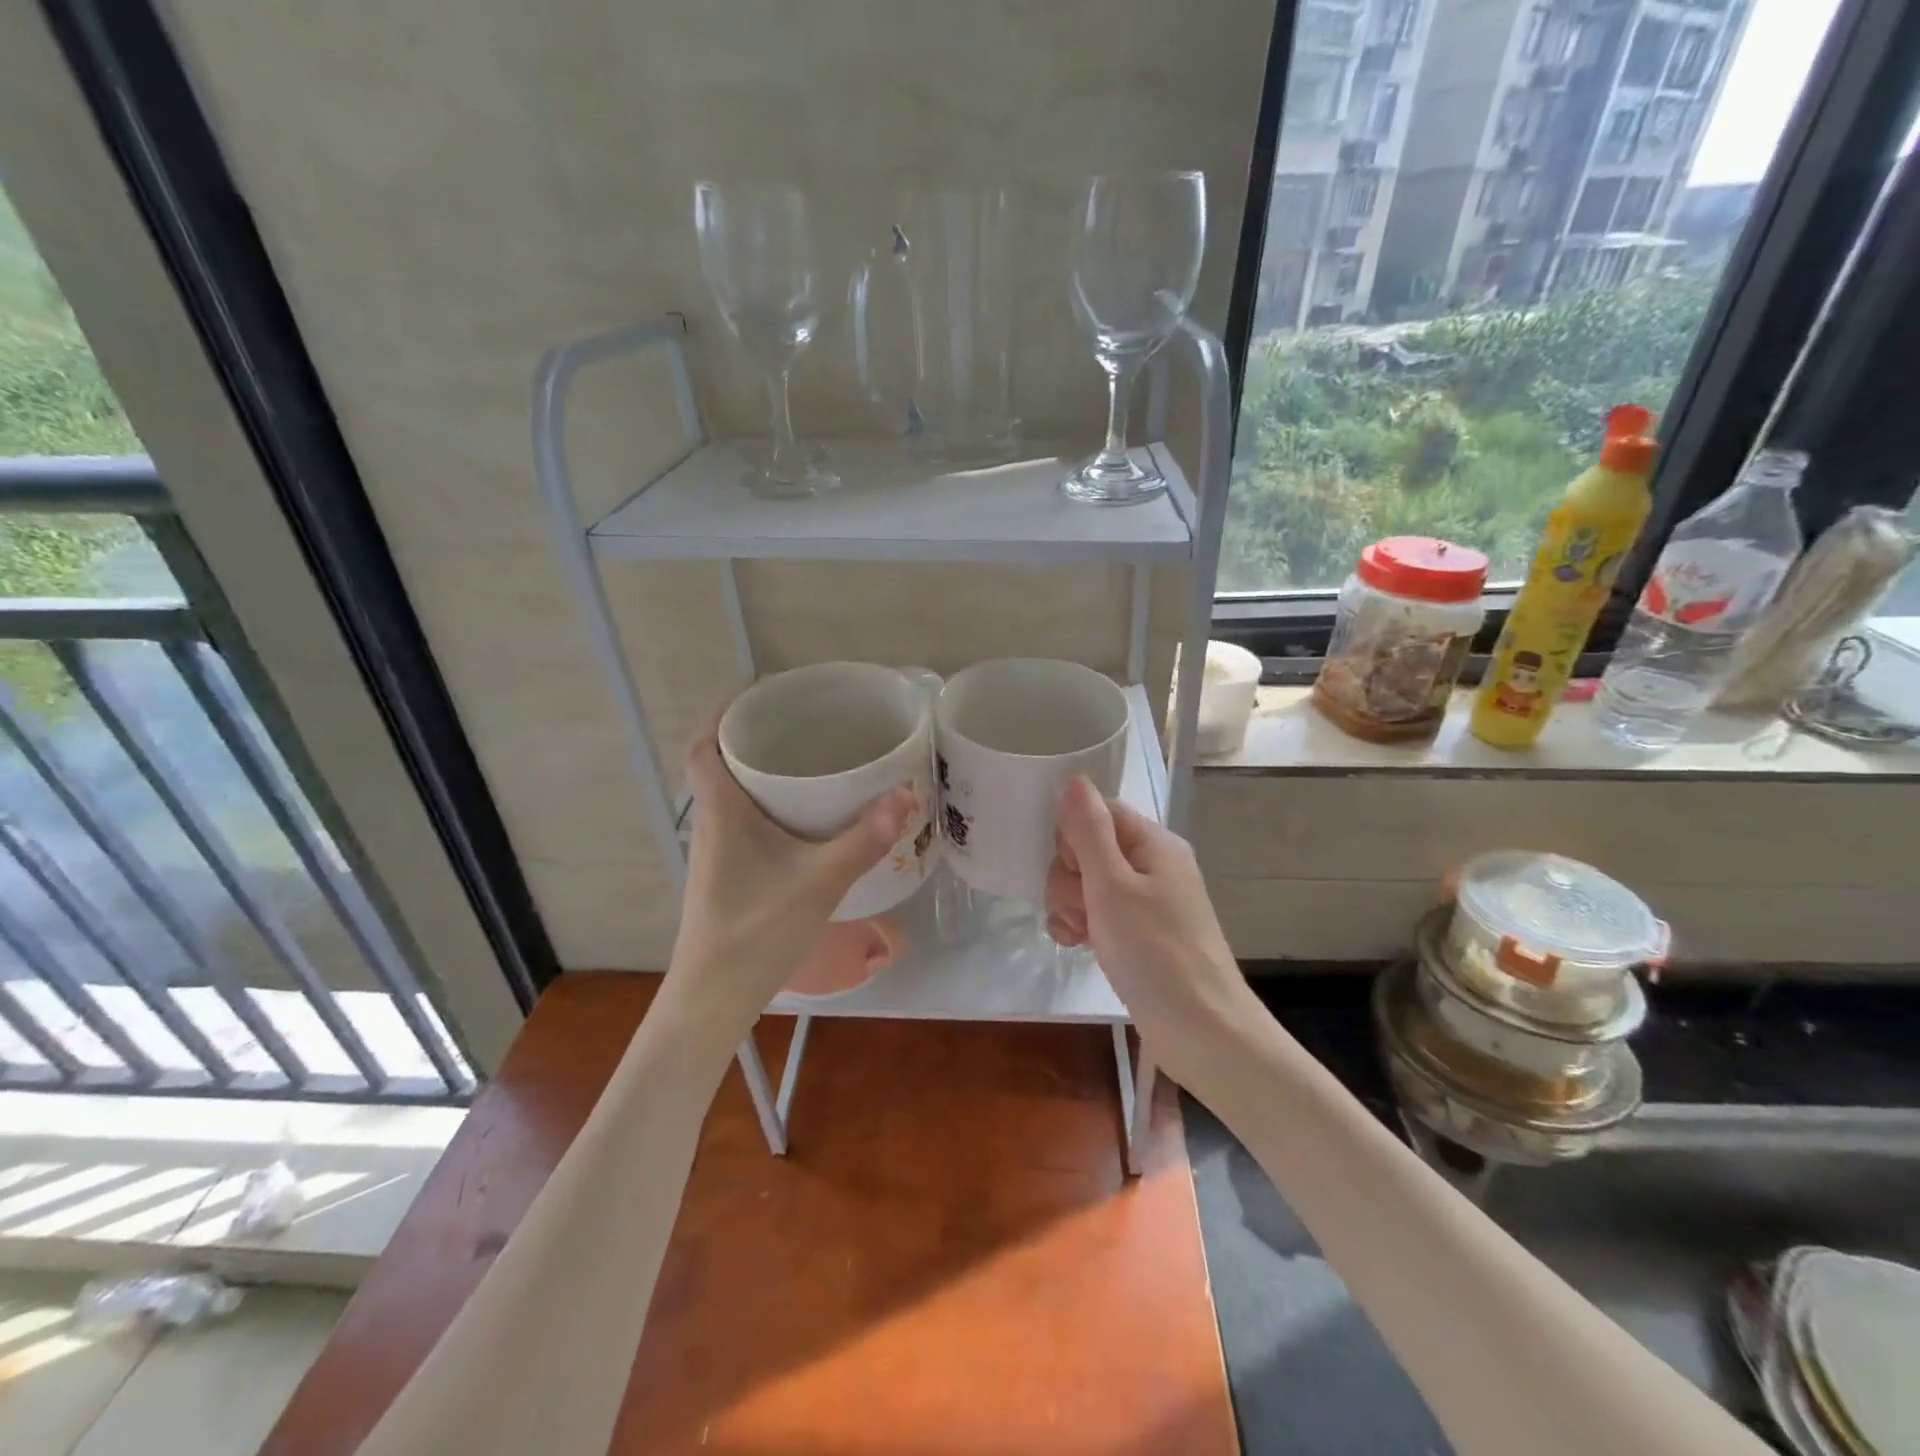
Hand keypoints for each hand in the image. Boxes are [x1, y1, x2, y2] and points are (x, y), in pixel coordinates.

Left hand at [667, 713, 917, 1038]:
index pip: (703, 746)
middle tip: (801, 726)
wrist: (714, 998)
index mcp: (721, 811)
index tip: (758, 696)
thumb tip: (904, 793)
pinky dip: (769, 809)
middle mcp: (711, 824)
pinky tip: (806, 823)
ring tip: (809, 763)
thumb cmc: (757, 929)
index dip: (722, 715)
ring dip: (761, 776)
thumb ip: (863, 839)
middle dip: (754, 740)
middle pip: (720, 766)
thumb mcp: (820, 881)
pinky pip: (744, 824)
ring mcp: (716, 854)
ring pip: (733, 797)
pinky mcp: (727, 876)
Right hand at [1044, 776, 1254, 1076]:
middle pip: (1087, 848)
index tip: (1075, 871)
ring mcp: (1146, 901)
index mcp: (1153, 843)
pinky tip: (1077, 945)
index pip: (1097, 812)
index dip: (1072, 838)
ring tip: (1081, 934)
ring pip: (1086, 883)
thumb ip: (1088, 831)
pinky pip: (1097, 912)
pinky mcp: (1139, 933)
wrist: (1201, 1032)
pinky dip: (1082, 925)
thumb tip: (1073, 780)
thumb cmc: (1155, 952)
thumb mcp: (1112, 886)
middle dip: (1069, 878)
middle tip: (1082, 911)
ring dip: (1070, 905)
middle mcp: (1152, 865)